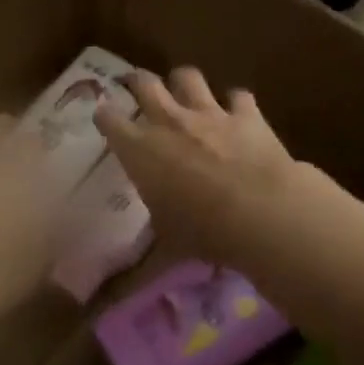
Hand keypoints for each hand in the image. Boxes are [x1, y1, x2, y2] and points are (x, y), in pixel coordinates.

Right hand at [96, 68, 305, 266]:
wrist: (260, 212)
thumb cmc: (203, 231)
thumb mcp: (167, 245)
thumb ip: (147, 256)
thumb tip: (127, 288)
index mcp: (141, 150)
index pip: (110, 120)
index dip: (104, 115)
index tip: (103, 116)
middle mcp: (170, 122)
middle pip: (146, 84)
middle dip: (137, 81)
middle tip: (135, 84)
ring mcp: (209, 113)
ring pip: (188, 77)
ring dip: (183, 82)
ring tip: (183, 90)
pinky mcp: (246, 114)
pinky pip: (237, 96)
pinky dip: (235, 102)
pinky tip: (237, 110)